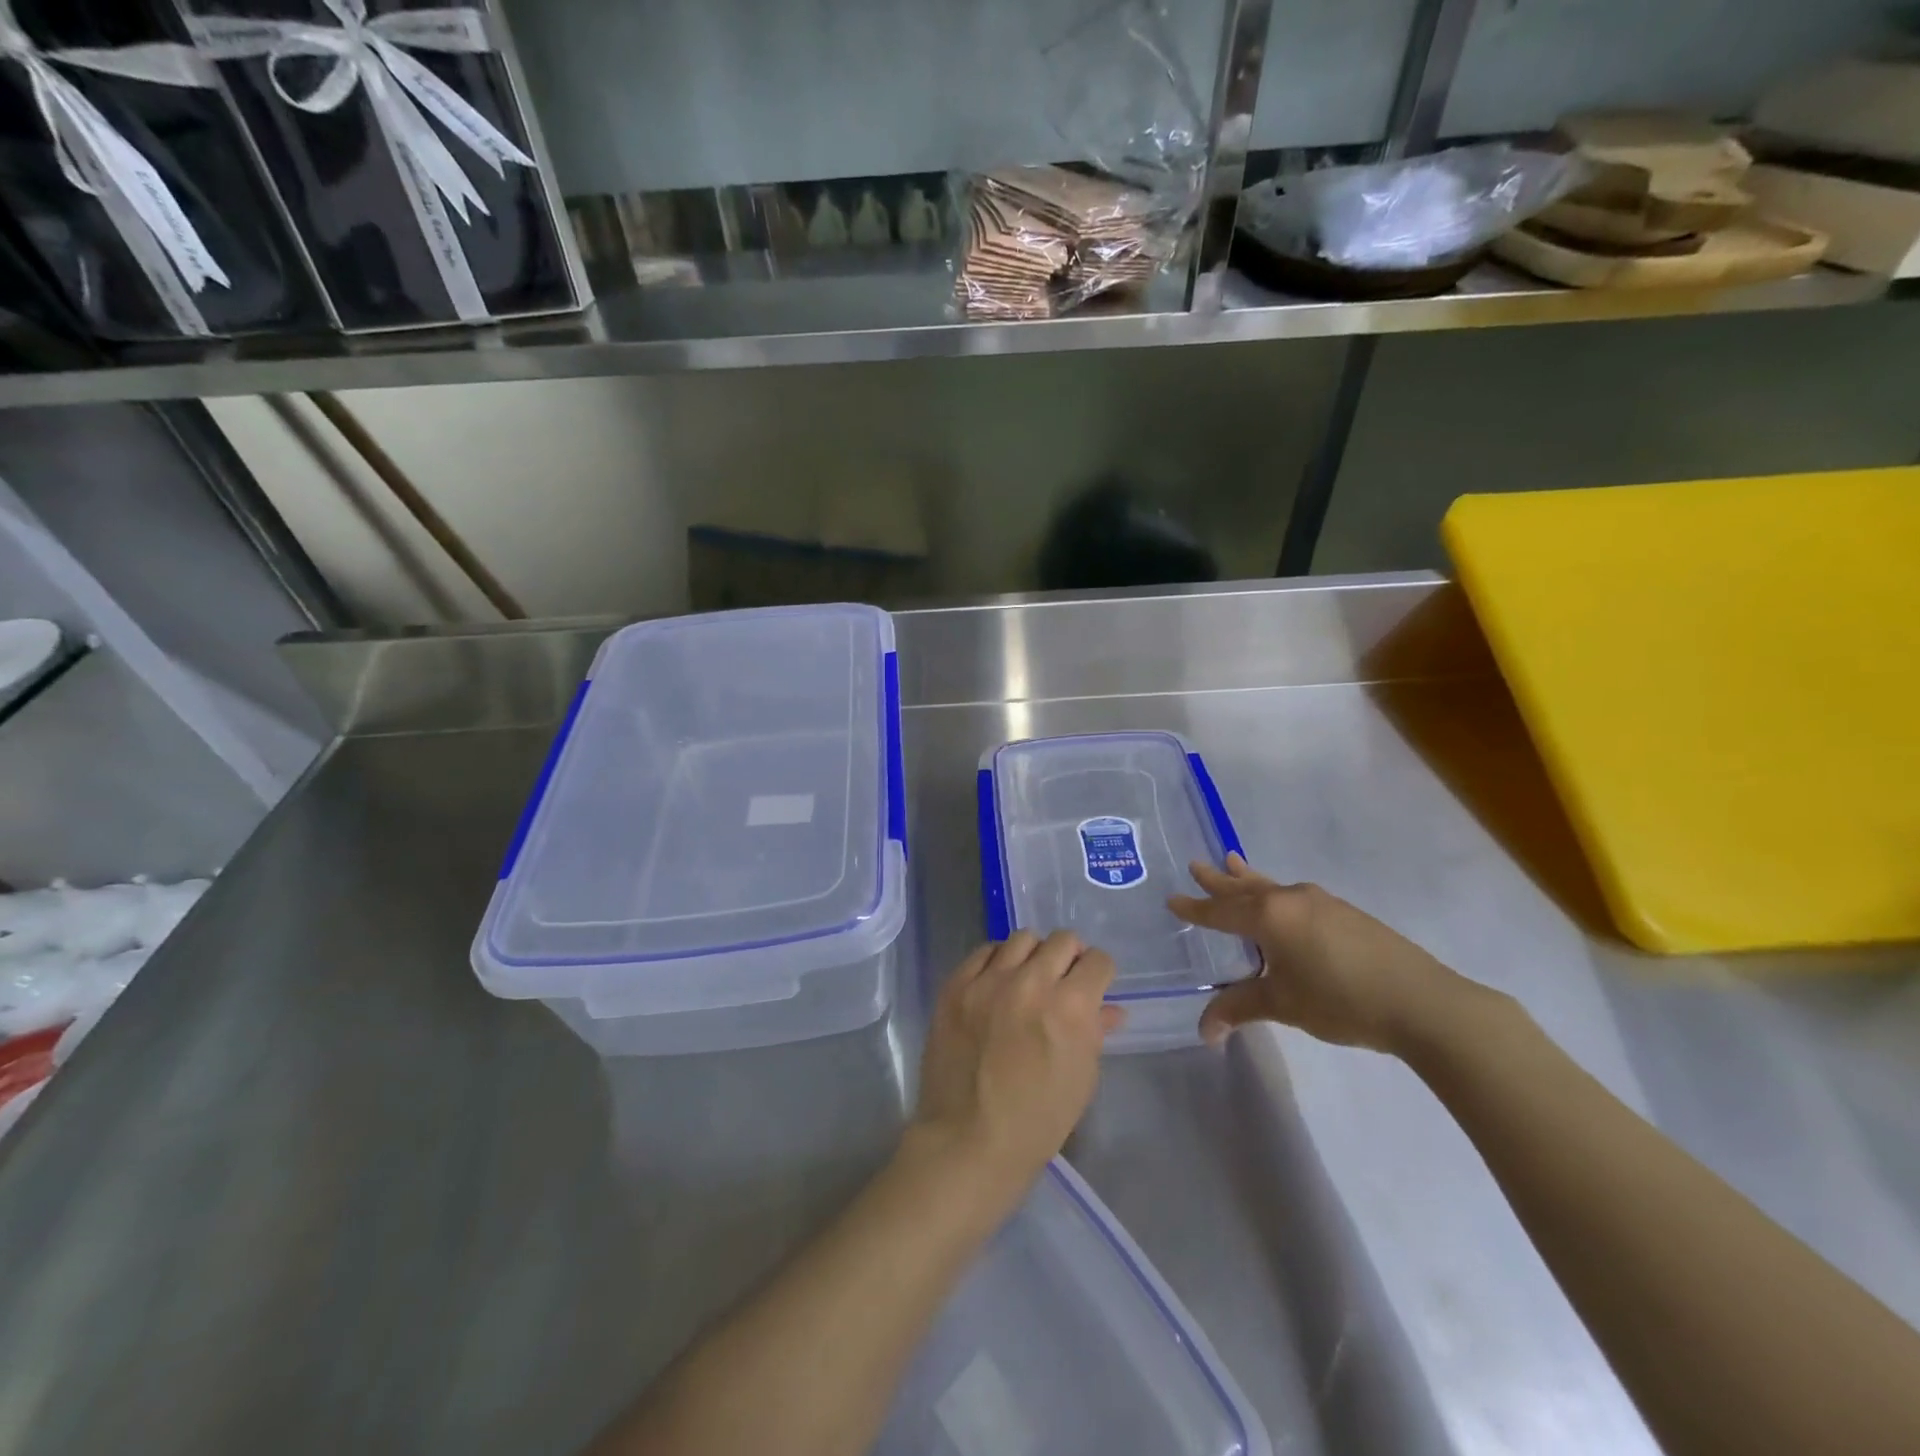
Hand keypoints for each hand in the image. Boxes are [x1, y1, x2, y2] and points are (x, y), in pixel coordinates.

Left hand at [909, 931, 1122, 1208]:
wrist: (968, 1140)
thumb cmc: (1037, 1121)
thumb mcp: (1081, 1080)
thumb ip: (1096, 1033)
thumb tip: (1110, 1008)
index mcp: (1071, 1007)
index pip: (1098, 961)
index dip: (1100, 974)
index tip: (1094, 986)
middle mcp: (1031, 982)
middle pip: (1062, 940)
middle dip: (1070, 958)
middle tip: (1063, 980)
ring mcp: (989, 981)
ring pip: (1022, 938)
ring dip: (1034, 955)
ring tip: (1029, 978)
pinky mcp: (956, 985)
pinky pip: (984, 951)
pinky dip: (997, 961)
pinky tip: (998, 982)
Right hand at [1169, 854, 1469, 1053]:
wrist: (1421, 1001)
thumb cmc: (1340, 1000)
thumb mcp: (1283, 1005)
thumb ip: (1239, 1008)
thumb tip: (1204, 1032)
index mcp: (1268, 917)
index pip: (1220, 911)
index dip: (1196, 908)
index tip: (1173, 899)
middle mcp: (1290, 900)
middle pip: (1244, 888)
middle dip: (1218, 880)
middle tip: (1196, 865)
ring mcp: (1321, 902)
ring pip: (1272, 887)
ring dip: (1248, 879)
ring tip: (1233, 862)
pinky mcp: (1345, 913)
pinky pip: (1294, 896)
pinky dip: (1274, 894)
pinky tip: (1281, 904)